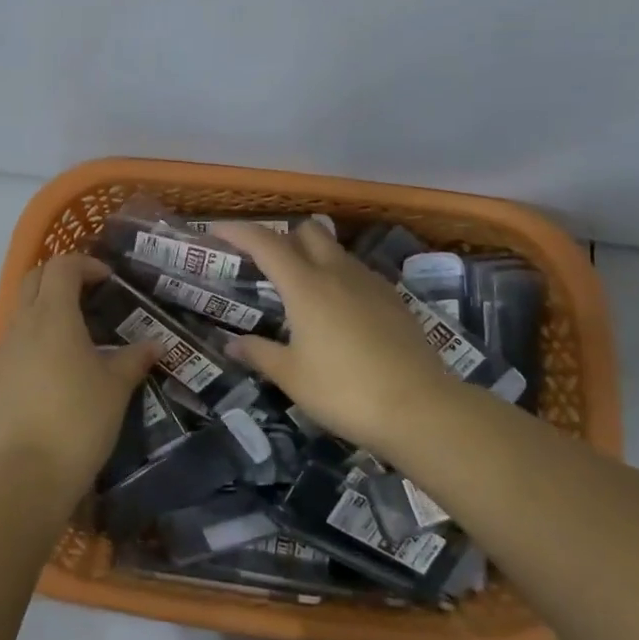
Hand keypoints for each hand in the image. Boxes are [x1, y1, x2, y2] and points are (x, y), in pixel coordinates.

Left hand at [0, 253, 156, 498]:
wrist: (27, 471)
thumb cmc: (79, 419)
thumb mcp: (116, 387)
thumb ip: (134, 359)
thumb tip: (154, 345)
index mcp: (53, 315)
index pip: (62, 266)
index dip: (86, 264)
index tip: (109, 281)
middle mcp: (24, 322)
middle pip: (35, 277)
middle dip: (62, 276)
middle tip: (91, 295)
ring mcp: (5, 347)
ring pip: (22, 306)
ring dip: (47, 304)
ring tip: (79, 330)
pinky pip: (17, 335)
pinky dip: (37, 331)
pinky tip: (59, 361)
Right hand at [215, 221, 473, 458]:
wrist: (421, 409)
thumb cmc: (344, 391)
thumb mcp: (292, 377)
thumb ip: (259, 354)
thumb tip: (232, 345)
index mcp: (306, 286)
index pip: (264, 242)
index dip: (237, 232)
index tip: (216, 232)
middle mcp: (338, 273)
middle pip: (308, 231)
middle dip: (282, 237)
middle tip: (265, 266)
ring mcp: (371, 283)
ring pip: (335, 250)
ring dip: (313, 256)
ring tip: (300, 291)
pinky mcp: (394, 300)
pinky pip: (357, 273)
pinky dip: (339, 277)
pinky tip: (337, 311)